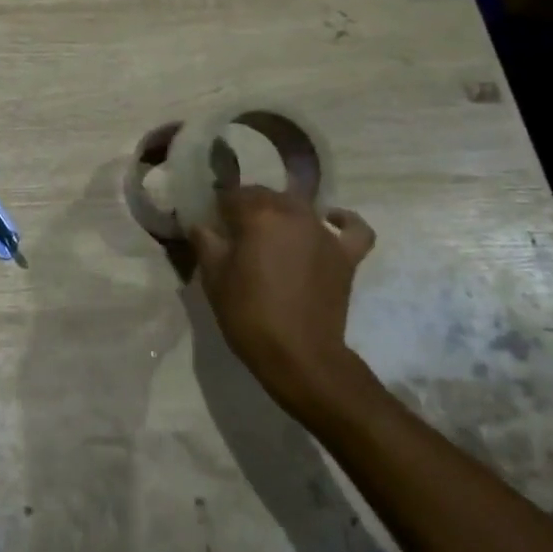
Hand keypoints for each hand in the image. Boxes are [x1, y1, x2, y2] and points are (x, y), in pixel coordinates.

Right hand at [188, 187, 376, 415]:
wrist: (298, 355)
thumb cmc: (249, 314)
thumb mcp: (214, 278)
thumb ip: (205, 243)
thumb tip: (200, 224)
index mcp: (258, 215)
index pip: (233, 196)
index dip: (219, 208)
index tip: (212, 223)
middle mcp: (293, 213)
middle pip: (266, 196)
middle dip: (249, 207)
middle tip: (236, 232)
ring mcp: (323, 233)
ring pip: (300, 207)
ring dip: (283, 214)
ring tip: (271, 235)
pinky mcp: (345, 255)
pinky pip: (353, 229)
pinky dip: (343, 220)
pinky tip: (331, 220)